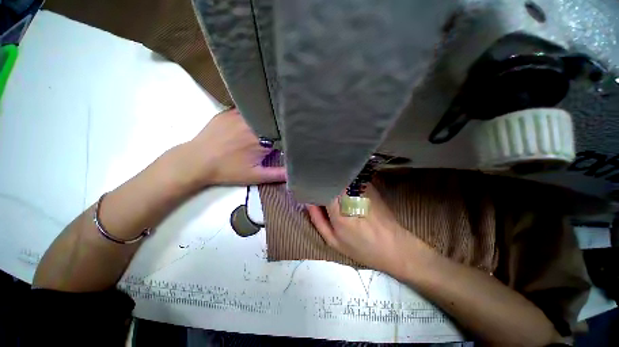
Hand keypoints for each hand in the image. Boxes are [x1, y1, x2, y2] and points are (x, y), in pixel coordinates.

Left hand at [178, 108, 285, 186]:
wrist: (197, 162)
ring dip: (266, 117)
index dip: (287, 134)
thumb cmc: (228, 170)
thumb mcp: (255, 176)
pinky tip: (255, 116)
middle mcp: (253, 124)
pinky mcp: (227, 112)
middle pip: (272, 121)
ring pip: (260, 113)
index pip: (282, 133)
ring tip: (269, 122)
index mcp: (262, 140)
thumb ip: (277, 174)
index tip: (291, 136)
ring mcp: (239, 115)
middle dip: (278, 125)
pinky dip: (253, 111)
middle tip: (281, 129)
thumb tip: (294, 173)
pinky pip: (245, 108)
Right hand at [307, 184, 416, 274]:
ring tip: (324, 182)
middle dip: (319, 179)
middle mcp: (349, 193)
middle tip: (312, 183)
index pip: (319, 186)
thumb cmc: (361, 247)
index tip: (304, 185)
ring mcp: (360, 186)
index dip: (311, 184)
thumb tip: (308, 201)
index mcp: (338, 209)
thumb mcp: (333, 240)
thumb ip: (317, 219)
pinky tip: (340, 185)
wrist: (394, 245)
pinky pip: (349, 177)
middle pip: (328, 178)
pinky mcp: (368, 184)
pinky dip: (341, 179)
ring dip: (330, 178)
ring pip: (338, 175)